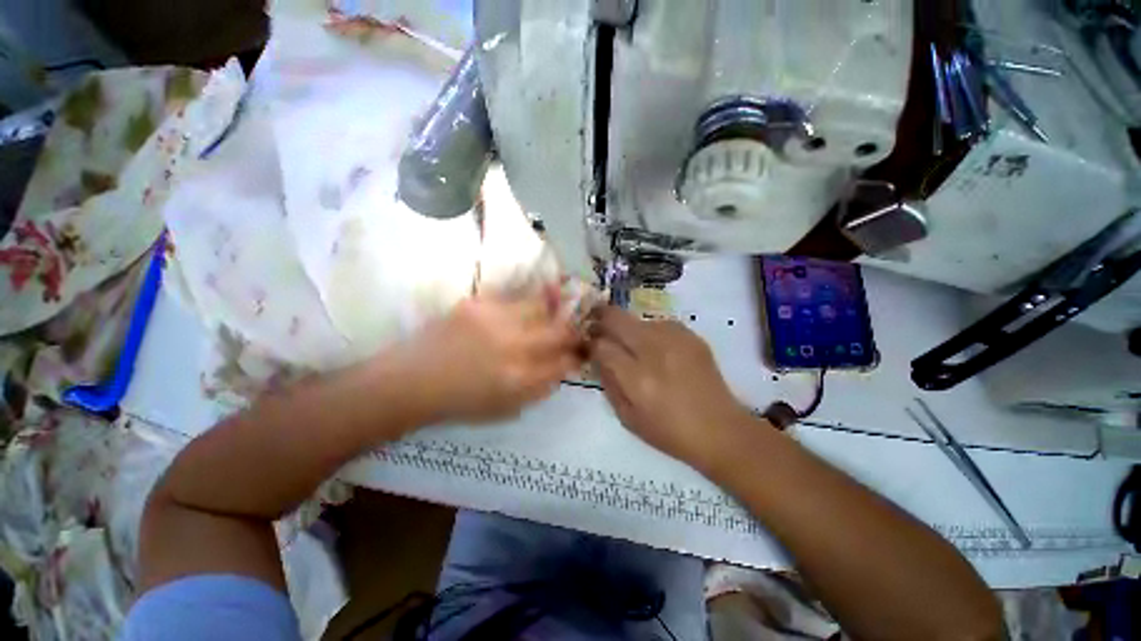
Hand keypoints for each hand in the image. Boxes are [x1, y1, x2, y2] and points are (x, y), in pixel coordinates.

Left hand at [392, 293, 582, 424]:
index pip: (564, 361)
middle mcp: (513, 348)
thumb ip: (540, 388)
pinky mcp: (477, 305)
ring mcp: (494, 322)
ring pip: (540, 307)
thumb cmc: (460, 402)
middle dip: (575, 328)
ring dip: (555, 307)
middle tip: (578, 326)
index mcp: (520, 380)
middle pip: (559, 331)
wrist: (412, 381)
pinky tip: (531, 299)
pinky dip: (528, 300)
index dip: (579, 354)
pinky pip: (514, 298)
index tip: (584, 349)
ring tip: (562, 302)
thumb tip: (564, 366)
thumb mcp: (506, 409)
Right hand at [589, 306, 755, 471]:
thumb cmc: (669, 432)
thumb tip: (597, 356)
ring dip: (627, 328)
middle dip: (600, 318)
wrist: (721, 429)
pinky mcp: (691, 335)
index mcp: (637, 378)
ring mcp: (675, 339)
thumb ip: (608, 383)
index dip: (590, 342)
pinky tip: (657, 350)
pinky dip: (650, 333)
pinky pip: (659, 324)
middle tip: (596, 326)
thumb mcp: (627, 418)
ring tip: (633, 346)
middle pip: (616, 318)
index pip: (601, 345)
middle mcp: (654, 350)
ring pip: (637, 319)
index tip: (587, 344)